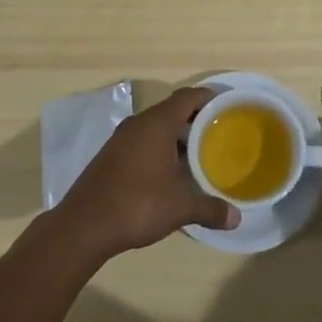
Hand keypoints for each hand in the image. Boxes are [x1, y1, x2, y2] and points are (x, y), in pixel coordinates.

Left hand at [53, 87, 238, 262]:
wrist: (84, 225)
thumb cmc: (137, 204)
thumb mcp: (180, 207)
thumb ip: (210, 208)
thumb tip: (236, 218)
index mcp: (157, 124)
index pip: (187, 97)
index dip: (208, 97)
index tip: (227, 106)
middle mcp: (138, 124)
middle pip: (172, 109)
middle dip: (195, 118)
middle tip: (219, 132)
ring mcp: (121, 139)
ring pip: (155, 126)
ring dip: (176, 135)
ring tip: (199, 153)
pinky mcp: (111, 155)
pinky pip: (142, 141)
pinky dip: (160, 148)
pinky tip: (170, 171)